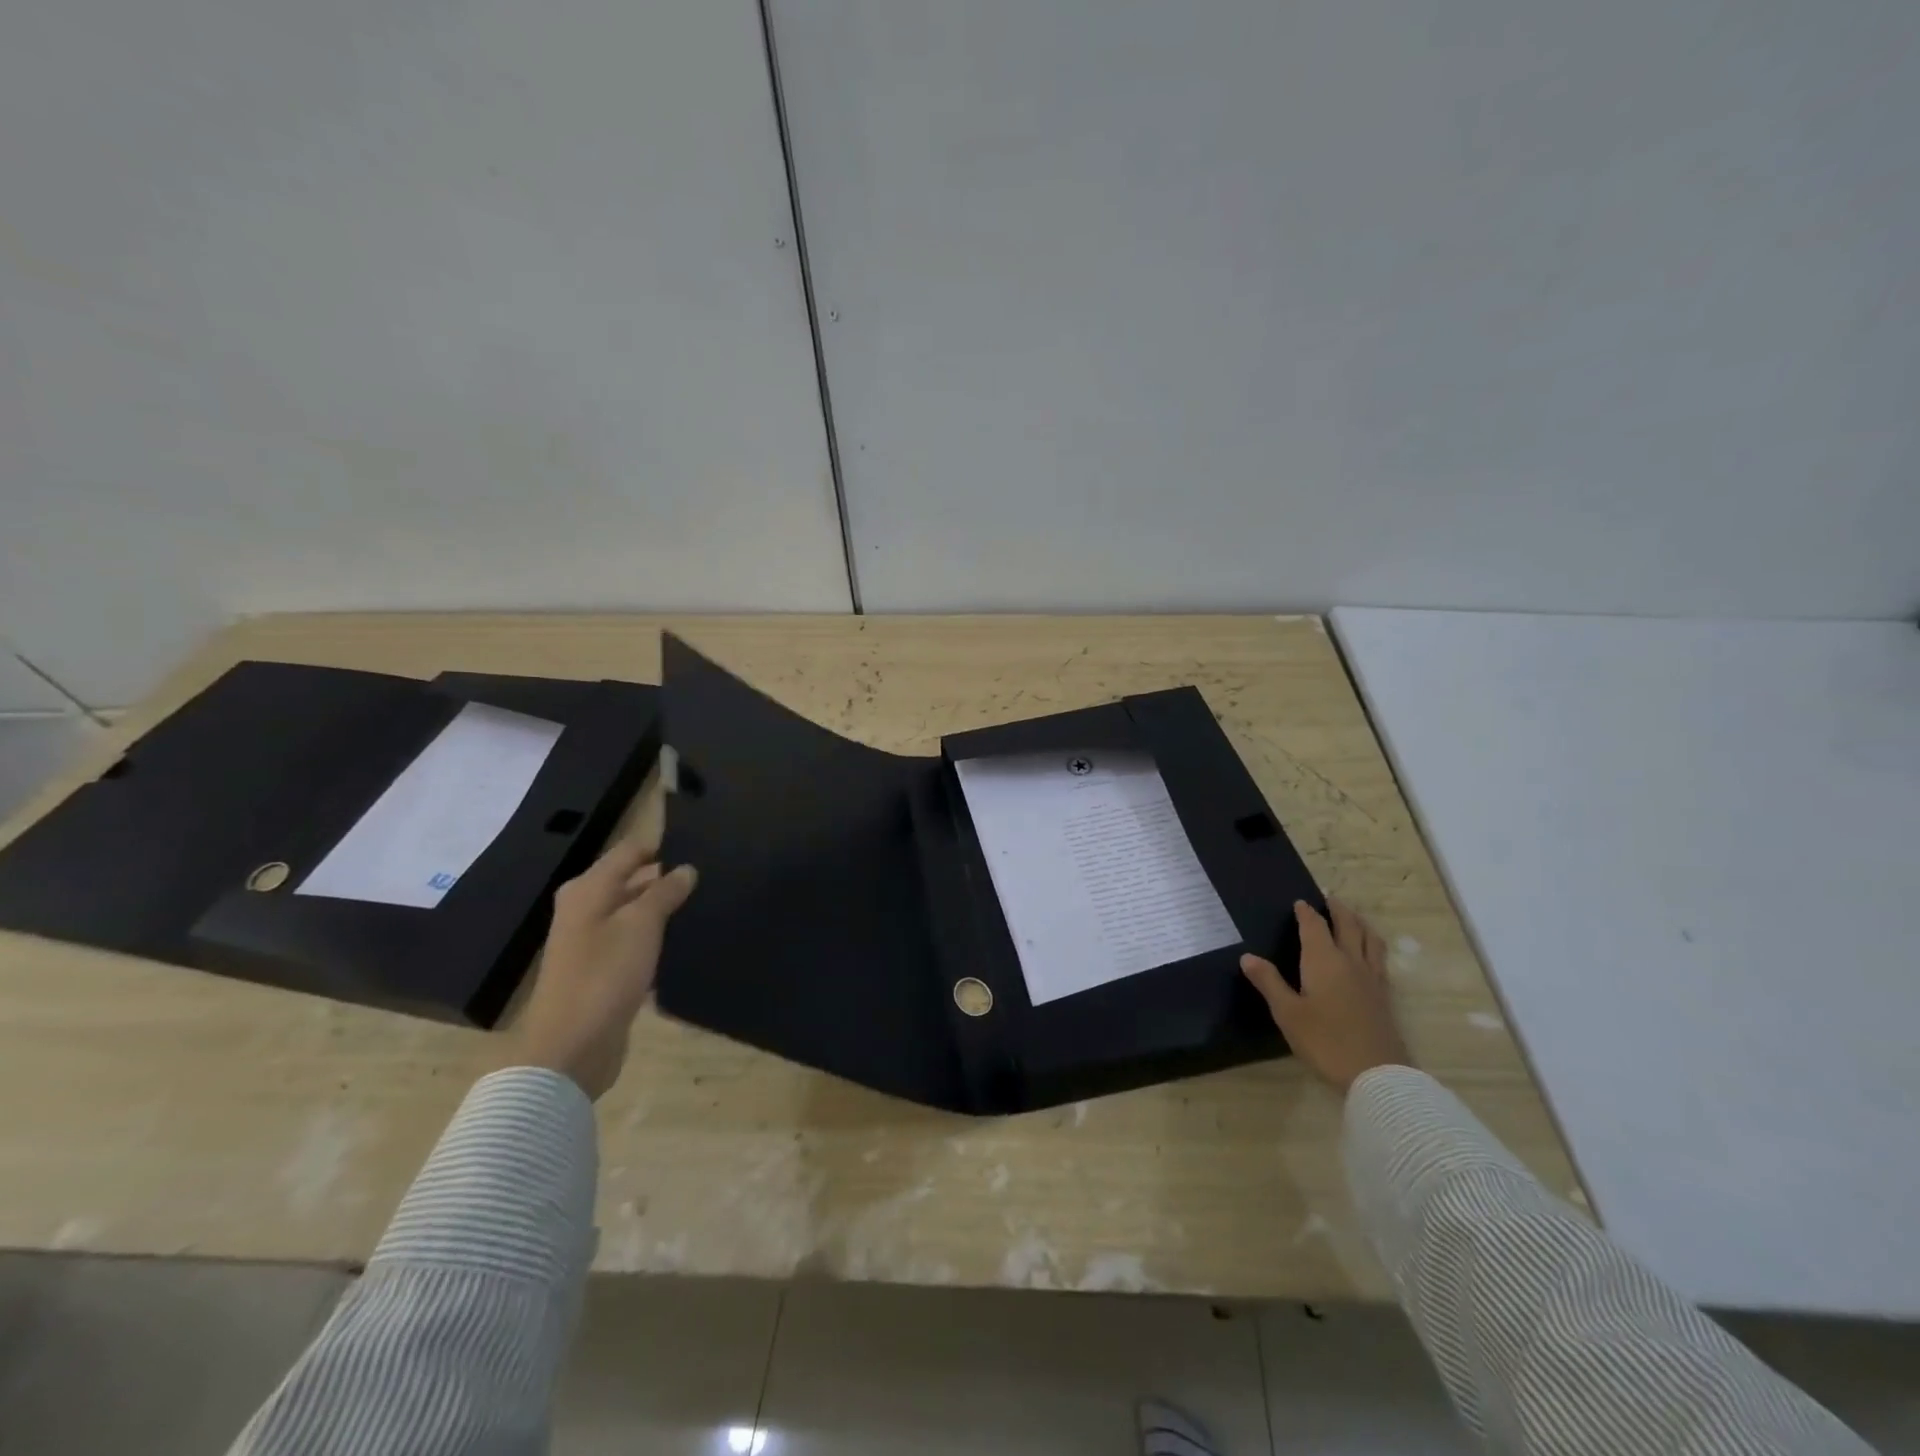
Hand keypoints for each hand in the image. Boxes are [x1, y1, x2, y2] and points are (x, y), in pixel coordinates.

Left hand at [502, 840, 697, 1099]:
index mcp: (588, 889)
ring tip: (706, 904)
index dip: (663, 845)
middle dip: (667, 877)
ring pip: (635, 912)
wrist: (571, 1048)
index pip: (630, 851)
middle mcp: (586, 909)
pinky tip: (686, 941)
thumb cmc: (604, 975)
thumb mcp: (641, 925)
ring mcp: (592, 941)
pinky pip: (634, 942)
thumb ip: (665, 892)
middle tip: (711, 876)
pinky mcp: (603, 970)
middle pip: (631, 880)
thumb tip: (686, 868)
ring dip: (663, 910)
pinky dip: (656, 938)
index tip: (702, 846)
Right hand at [1241, 898, 1410, 1092]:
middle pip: (1348, 925)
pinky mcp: (1385, 996)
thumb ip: (1269, 982)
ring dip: (1360, 923)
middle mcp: (1351, 962)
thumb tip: (1248, 957)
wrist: (1378, 1075)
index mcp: (1324, 960)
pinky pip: (1379, 958)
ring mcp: (1373, 979)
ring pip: (1370, 939)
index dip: (1306, 912)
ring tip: (1353, 918)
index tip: (1299, 902)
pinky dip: (1372, 945)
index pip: (1315, 926)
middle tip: (1329, 899)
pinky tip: (1369, 955)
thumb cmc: (1325, 1041)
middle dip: (1338, 909)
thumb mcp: (1288, 1013)